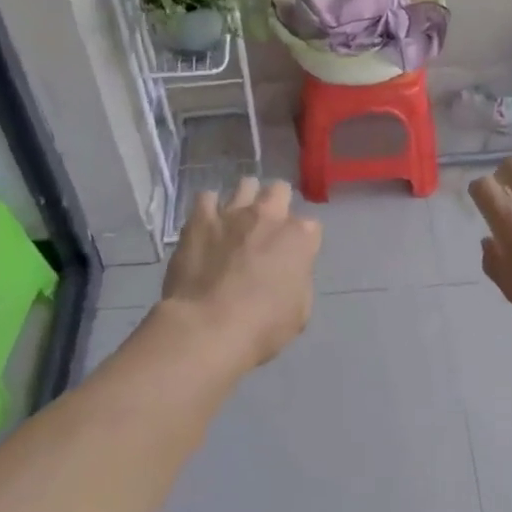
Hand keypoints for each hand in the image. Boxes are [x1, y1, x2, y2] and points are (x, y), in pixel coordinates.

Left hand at [162, 177, 322, 368]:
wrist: (207, 327)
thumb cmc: (262, 327)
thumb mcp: (299, 311)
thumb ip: (298, 280)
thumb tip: (289, 271)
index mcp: (299, 238)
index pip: (311, 227)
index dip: (302, 241)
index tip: (294, 256)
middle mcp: (268, 216)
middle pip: (280, 190)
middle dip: (277, 204)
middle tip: (268, 227)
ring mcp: (232, 212)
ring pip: (246, 184)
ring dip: (245, 199)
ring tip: (237, 219)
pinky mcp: (200, 218)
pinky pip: (206, 198)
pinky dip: (209, 208)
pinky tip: (206, 224)